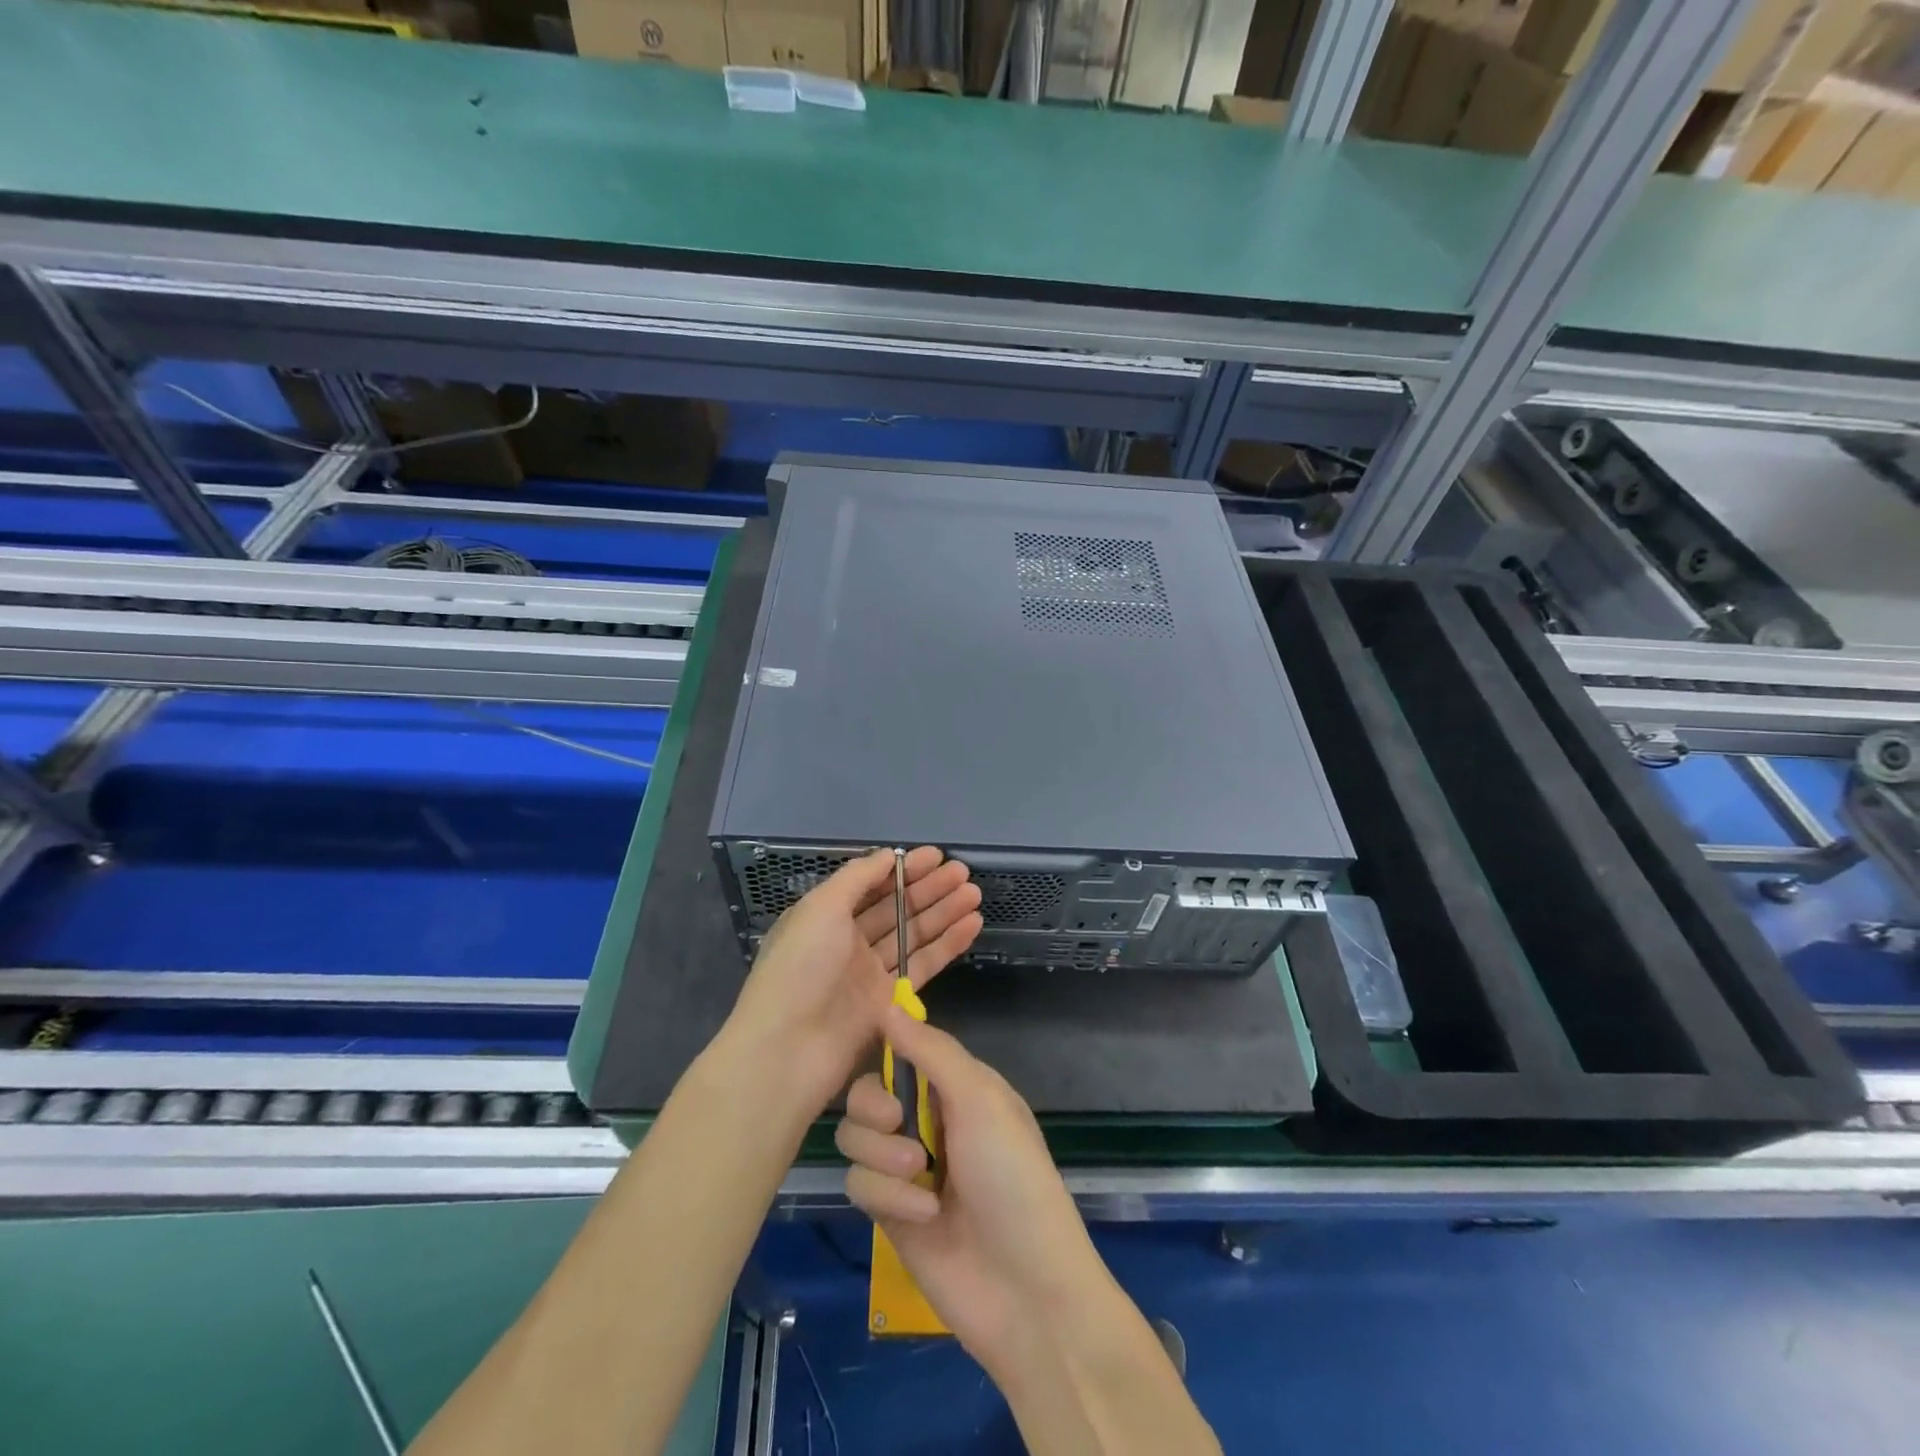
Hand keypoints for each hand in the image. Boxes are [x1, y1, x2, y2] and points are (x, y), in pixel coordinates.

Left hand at [725, 847, 982, 1111]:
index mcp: (826, 916)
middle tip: (964, 873)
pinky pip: (923, 966)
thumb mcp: (821, 907)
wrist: (788, 1050)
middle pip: (897, 908)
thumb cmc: (800, 967)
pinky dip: (947, 945)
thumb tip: (888, 855)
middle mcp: (848, 941)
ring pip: (914, 935)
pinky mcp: (890, 1002)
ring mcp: (870, 973)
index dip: (904, 869)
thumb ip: (857, 877)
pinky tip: (972, 925)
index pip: (872, 884)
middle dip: (930, 889)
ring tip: (975, 894)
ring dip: (944, 913)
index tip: (937, 856)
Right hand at [836, 1008, 1109, 1371]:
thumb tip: (887, 1003)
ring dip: (883, 1155)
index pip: (903, 1048)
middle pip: (865, 1091)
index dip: (882, 1044)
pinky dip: (888, 1196)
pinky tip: (925, 1214)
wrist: (1024, 1290)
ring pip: (854, 1136)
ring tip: (921, 1175)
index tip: (863, 1040)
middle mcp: (926, 1119)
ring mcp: (904, 1167)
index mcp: (955, 1085)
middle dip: (874, 1105)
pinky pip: (858, 1184)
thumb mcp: (980, 1099)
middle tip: (897, 1120)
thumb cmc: (1012, 1177)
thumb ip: (932, 1051)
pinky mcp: (888, 1212)